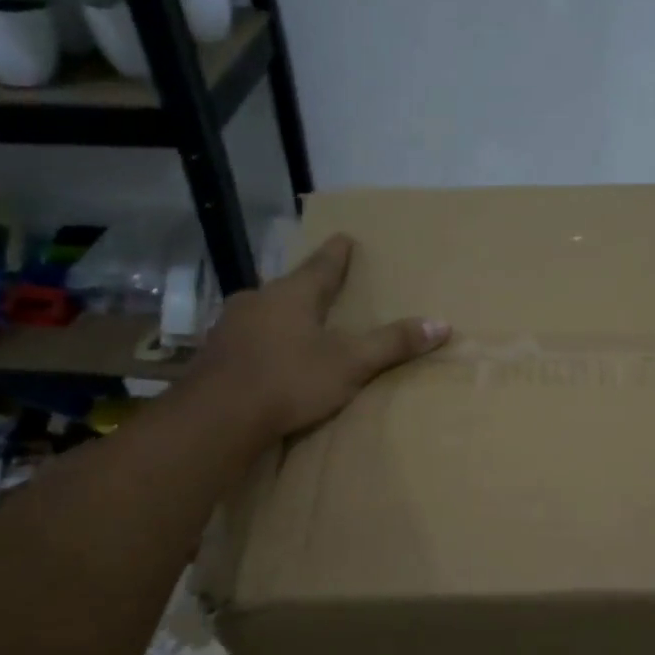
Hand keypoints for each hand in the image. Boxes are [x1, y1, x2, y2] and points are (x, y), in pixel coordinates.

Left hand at [193, 233, 448, 439]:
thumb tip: (441, 323)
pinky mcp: (213, 354)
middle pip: (289, 287)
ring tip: (296, 327)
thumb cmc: (289, 380)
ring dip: (280, 316)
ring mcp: (230, 326)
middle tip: (322, 290)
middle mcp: (258, 300)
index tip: (345, 237)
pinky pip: (245, 339)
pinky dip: (261, 343)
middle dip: (307, 288)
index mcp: (293, 294)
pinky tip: (265, 359)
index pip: (322, 265)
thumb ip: (392, 344)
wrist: (217, 417)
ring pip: (263, 312)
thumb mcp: (350, 364)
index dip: (337, 253)